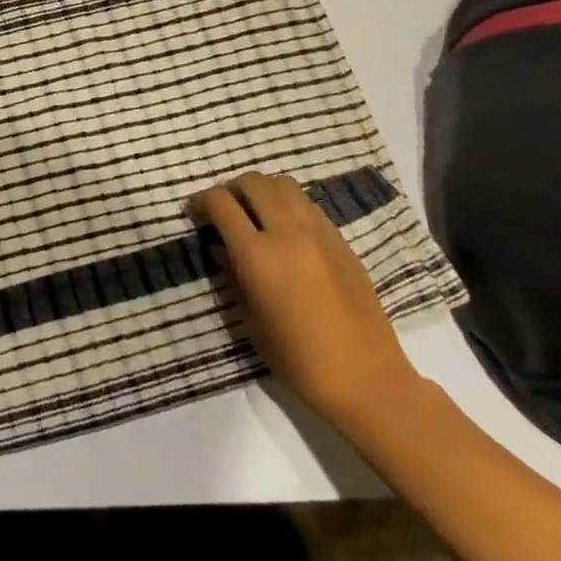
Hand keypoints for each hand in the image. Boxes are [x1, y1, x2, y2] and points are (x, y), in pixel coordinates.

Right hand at [196, 170, 423, 429]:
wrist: (365, 378)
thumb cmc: (297, 359)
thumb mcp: (250, 320)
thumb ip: (231, 275)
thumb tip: (219, 248)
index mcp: (257, 255)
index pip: (221, 203)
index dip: (201, 201)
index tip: (195, 214)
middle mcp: (287, 233)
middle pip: (253, 182)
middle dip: (231, 189)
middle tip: (224, 210)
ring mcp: (319, 233)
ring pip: (283, 184)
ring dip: (262, 190)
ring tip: (255, 213)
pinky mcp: (342, 241)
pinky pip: (308, 205)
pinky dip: (289, 205)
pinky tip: (286, 230)